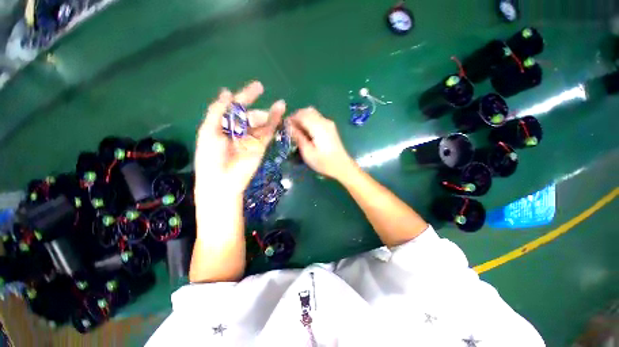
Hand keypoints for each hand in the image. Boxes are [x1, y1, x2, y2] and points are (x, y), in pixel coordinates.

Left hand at [195, 81, 285, 195]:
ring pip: (262, 122)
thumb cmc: (210, 156)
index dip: (245, 96)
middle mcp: (239, 130)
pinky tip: (280, 112)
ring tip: (280, 105)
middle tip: (262, 113)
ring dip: (271, 113)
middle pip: (250, 115)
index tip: (258, 87)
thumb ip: (217, 111)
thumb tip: (227, 92)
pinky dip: (275, 122)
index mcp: (224, 125)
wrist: (222, 181)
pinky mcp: (261, 146)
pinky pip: (269, 132)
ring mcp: (251, 138)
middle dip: (256, 110)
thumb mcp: (208, 131)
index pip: (236, 107)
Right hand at [288, 107, 354, 179]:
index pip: (302, 115)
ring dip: (303, 118)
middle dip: (296, 117)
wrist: (342, 166)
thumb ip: (298, 137)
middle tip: (290, 129)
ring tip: (297, 131)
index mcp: (319, 127)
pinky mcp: (330, 127)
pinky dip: (309, 121)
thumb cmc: (324, 163)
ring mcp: (329, 123)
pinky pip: (317, 118)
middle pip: (307, 111)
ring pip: (312, 113)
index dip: (291, 118)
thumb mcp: (308, 153)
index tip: (284, 127)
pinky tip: (306, 132)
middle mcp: (324, 121)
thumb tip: (289, 126)